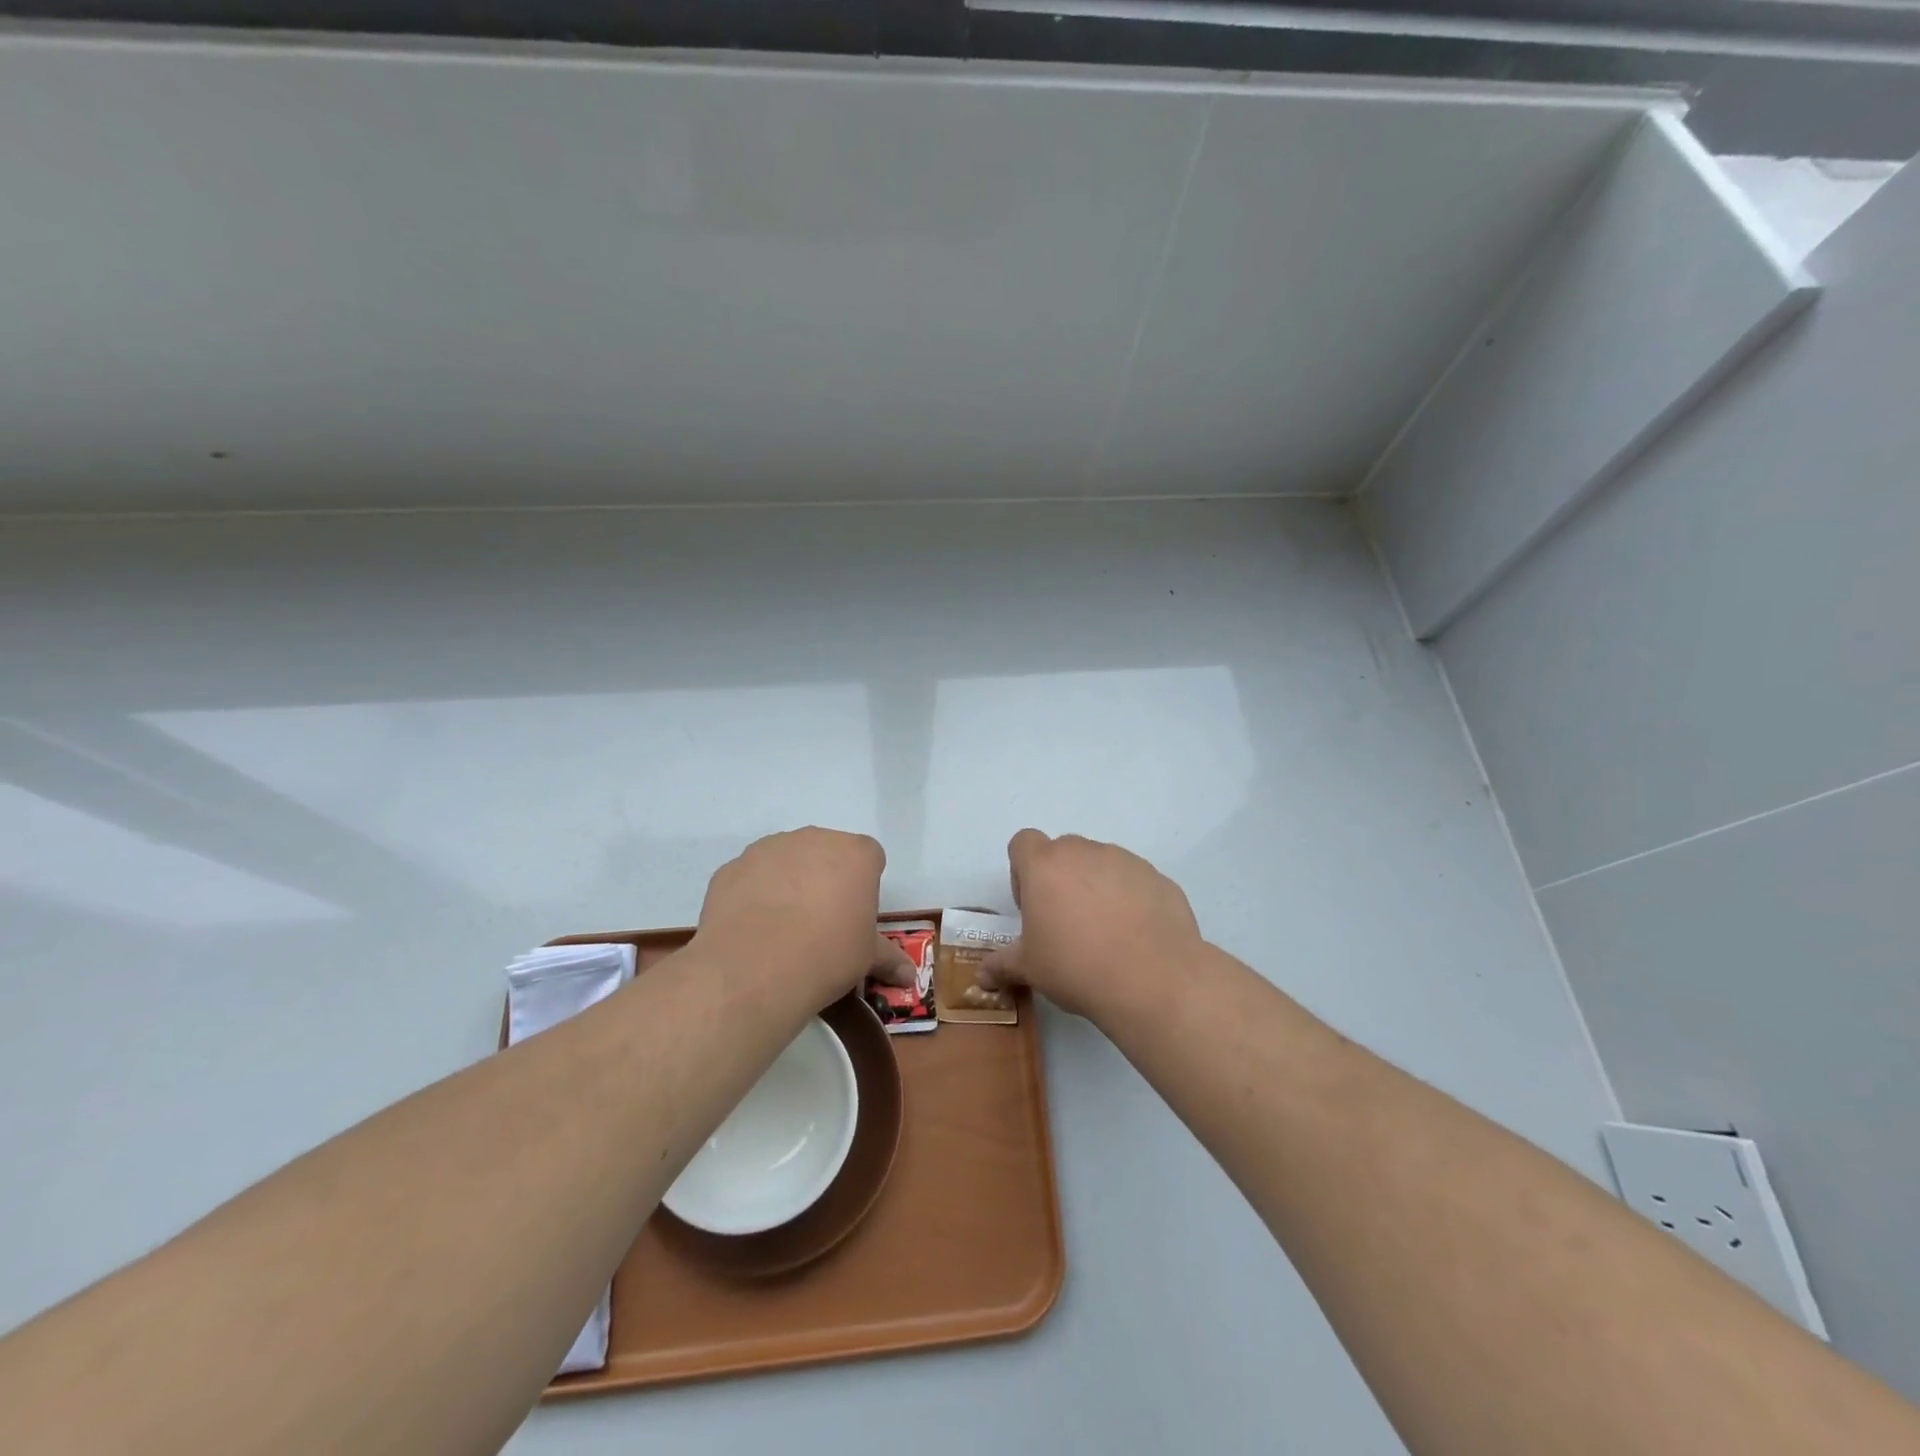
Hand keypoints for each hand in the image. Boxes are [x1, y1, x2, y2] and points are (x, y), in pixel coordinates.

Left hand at [692, 827, 915, 1009]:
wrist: (755, 969)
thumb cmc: (828, 955)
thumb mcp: (866, 959)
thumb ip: (888, 959)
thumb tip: (910, 978)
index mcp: (857, 854)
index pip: (869, 858)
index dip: (863, 886)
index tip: (855, 916)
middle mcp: (815, 838)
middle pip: (826, 852)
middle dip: (826, 878)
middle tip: (821, 922)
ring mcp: (769, 848)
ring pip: (786, 859)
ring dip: (788, 881)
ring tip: (782, 927)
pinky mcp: (733, 866)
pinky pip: (751, 876)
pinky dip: (753, 893)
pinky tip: (752, 928)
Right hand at [981, 830, 1203, 1020]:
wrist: (1153, 980)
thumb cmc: (1076, 966)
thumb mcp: (1029, 969)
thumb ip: (1001, 965)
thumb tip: (981, 976)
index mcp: (1045, 865)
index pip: (1023, 842)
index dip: (1022, 871)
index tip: (1032, 907)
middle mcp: (1084, 852)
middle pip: (1063, 852)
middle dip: (1060, 879)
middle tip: (1066, 924)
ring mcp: (1126, 861)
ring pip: (1101, 864)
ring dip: (1096, 888)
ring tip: (1105, 934)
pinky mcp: (1159, 879)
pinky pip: (1134, 882)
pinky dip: (1130, 900)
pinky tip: (1135, 938)